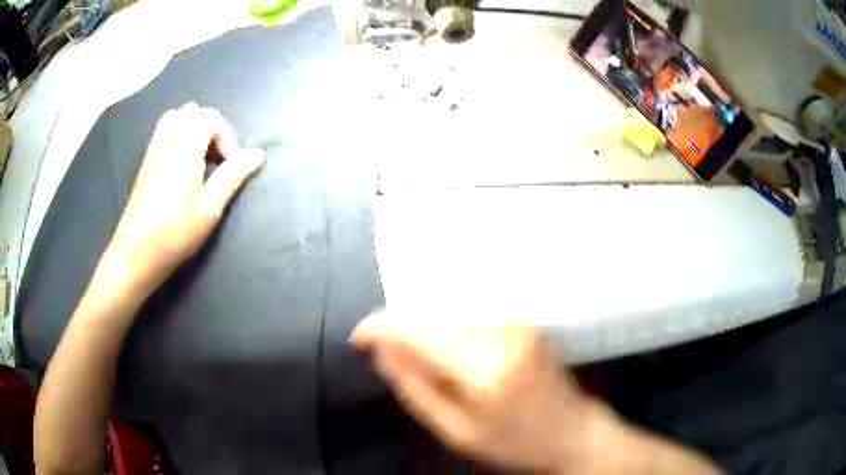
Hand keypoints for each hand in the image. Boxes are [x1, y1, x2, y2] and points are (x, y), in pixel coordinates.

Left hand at [105, 103, 264, 295]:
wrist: (137, 251)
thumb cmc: (176, 231)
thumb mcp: (211, 206)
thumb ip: (233, 174)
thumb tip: (259, 154)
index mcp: (187, 145)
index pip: (213, 118)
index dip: (227, 137)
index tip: (228, 167)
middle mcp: (169, 138)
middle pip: (195, 112)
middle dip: (211, 129)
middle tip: (215, 160)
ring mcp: (154, 147)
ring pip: (178, 117)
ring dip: (193, 129)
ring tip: (198, 157)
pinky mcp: (146, 159)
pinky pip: (164, 129)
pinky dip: (177, 134)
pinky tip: (180, 163)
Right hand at [351, 313, 609, 472]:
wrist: (570, 430)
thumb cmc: (512, 442)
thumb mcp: (457, 431)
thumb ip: (416, 389)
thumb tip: (381, 351)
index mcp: (486, 372)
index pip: (420, 334)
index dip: (382, 329)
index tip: (357, 337)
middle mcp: (503, 335)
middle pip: (433, 316)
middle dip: (399, 327)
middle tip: (379, 347)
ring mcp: (518, 322)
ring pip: (450, 312)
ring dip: (423, 327)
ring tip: (411, 352)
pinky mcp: (523, 319)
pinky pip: (470, 315)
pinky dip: (447, 326)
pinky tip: (442, 347)